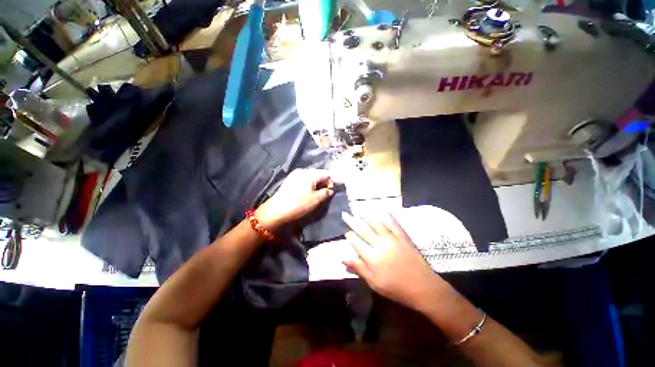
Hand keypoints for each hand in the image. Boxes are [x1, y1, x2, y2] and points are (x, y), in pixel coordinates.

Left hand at [256, 169, 334, 229]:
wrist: (276, 211)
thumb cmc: (298, 204)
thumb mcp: (316, 200)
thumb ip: (326, 193)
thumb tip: (330, 190)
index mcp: (309, 173)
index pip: (326, 173)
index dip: (331, 182)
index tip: (330, 192)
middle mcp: (302, 171)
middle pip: (318, 174)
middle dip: (323, 183)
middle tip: (324, 194)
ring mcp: (294, 175)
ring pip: (311, 177)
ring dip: (316, 184)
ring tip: (316, 195)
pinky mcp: (290, 180)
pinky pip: (303, 179)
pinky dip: (308, 185)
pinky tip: (307, 193)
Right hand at [342, 212, 446, 311]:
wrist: (423, 287)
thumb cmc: (396, 288)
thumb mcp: (374, 283)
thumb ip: (359, 269)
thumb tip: (343, 259)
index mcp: (372, 257)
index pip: (356, 242)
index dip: (350, 236)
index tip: (346, 233)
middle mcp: (380, 244)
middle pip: (364, 230)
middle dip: (353, 222)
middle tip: (346, 214)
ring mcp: (392, 238)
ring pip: (376, 224)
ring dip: (367, 217)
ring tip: (360, 211)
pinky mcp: (402, 237)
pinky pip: (393, 224)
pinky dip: (386, 217)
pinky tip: (382, 212)